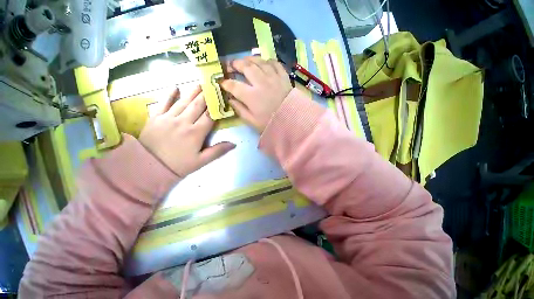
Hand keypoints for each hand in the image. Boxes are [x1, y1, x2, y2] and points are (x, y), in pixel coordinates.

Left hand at [139, 86, 234, 176]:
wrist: (148, 167)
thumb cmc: (178, 165)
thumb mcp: (201, 162)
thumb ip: (217, 151)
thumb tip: (234, 143)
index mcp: (195, 133)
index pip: (209, 116)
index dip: (216, 106)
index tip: (222, 98)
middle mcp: (183, 122)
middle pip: (197, 105)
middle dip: (206, 95)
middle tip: (212, 84)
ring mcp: (168, 118)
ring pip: (183, 102)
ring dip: (192, 92)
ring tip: (200, 83)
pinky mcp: (156, 118)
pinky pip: (163, 103)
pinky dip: (169, 94)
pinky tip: (175, 87)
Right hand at [221, 56, 291, 132]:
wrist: (292, 120)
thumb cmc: (271, 123)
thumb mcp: (252, 121)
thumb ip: (239, 109)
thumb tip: (230, 100)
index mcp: (251, 96)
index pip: (234, 85)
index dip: (225, 83)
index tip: (222, 83)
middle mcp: (261, 82)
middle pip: (245, 67)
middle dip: (235, 64)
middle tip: (231, 66)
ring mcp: (273, 77)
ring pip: (258, 61)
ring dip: (249, 59)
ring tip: (244, 61)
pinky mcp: (283, 75)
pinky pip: (273, 63)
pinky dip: (267, 61)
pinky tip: (263, 63)